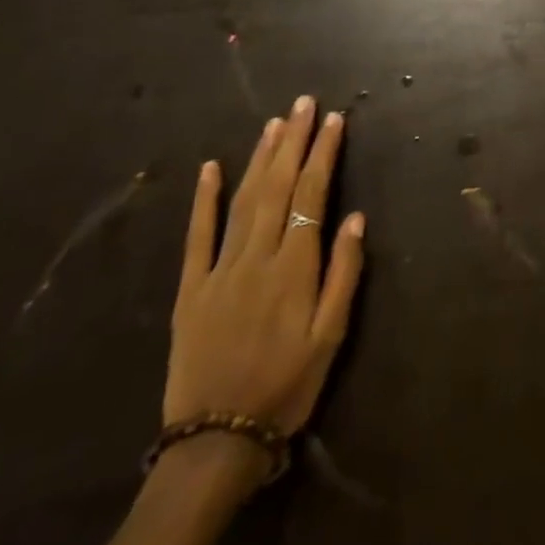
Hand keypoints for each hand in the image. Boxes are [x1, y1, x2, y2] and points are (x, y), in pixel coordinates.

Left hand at [165, 97, 365, 441]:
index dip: (323, 154)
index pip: (311, 195)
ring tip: (275, 123)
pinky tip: (211, 168)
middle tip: (304, 104)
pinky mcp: (189, 289)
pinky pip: (197, 235)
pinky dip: (204, 199)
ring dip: (260, 158)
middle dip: (294, 142)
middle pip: (277, 187)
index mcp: (294, 268)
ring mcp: (218, 271)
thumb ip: (344, 273)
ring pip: (242, 201)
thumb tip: (355, 218)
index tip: (334, 120)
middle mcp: (256, 258)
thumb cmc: (287, 386)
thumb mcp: (331, 336)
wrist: (216, 441)